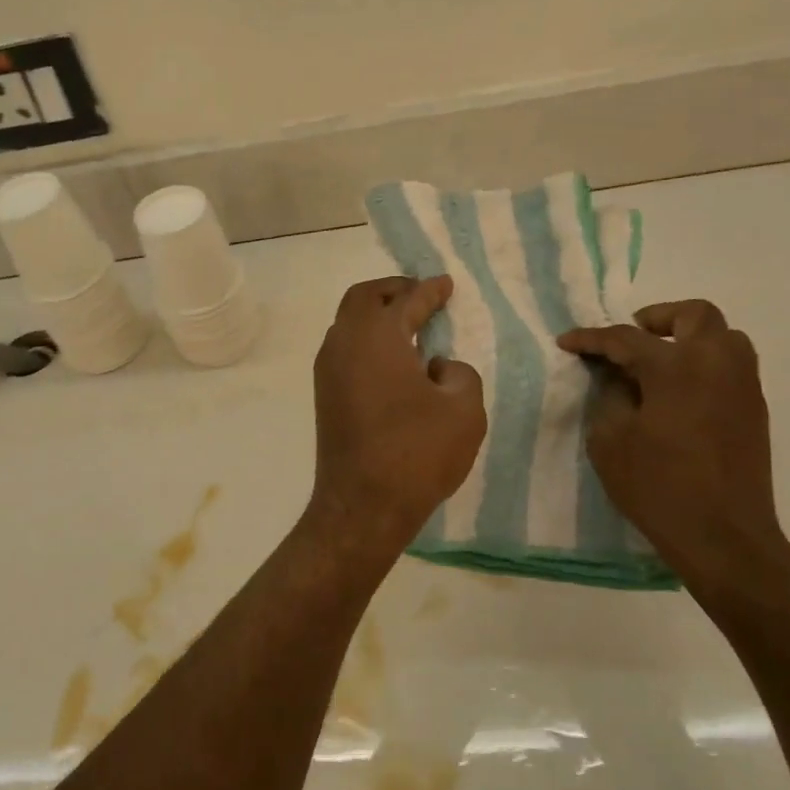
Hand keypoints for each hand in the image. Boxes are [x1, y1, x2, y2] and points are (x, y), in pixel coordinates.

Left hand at [310, 276, 486, 541]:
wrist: (363, 506)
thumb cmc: (417, 453)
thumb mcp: (464, 410)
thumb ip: (459, 373)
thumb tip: (435, 366)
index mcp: (376, 336)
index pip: (406, 300)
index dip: (430, 290)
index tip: (445, 284)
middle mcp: (344, 344)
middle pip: (363, 300)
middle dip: (393, 291)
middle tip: (421, 296)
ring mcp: (328, 371)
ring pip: (348, 325)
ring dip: (376, 317)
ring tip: (409, 326)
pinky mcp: (325, 396)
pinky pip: (345, 351)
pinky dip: (367, 342)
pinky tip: (392, 361)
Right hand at [558, 300, 787, 587]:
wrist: (723, 535)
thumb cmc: (657, 486)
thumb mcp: (610, 440)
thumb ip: (611, 396)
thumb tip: (618, 377)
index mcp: (677, 367)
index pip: (626, 338)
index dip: (592, 338)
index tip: (566, 341)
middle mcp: (717, 363)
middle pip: (694, 314)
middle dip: (657, 318)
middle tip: (629, 339)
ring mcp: (742, 385)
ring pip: (723, 335)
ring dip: (688, 337)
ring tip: (656, 363)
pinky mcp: (753, 409)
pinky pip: (731, 365)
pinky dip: (703, 363)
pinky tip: (677, 392)